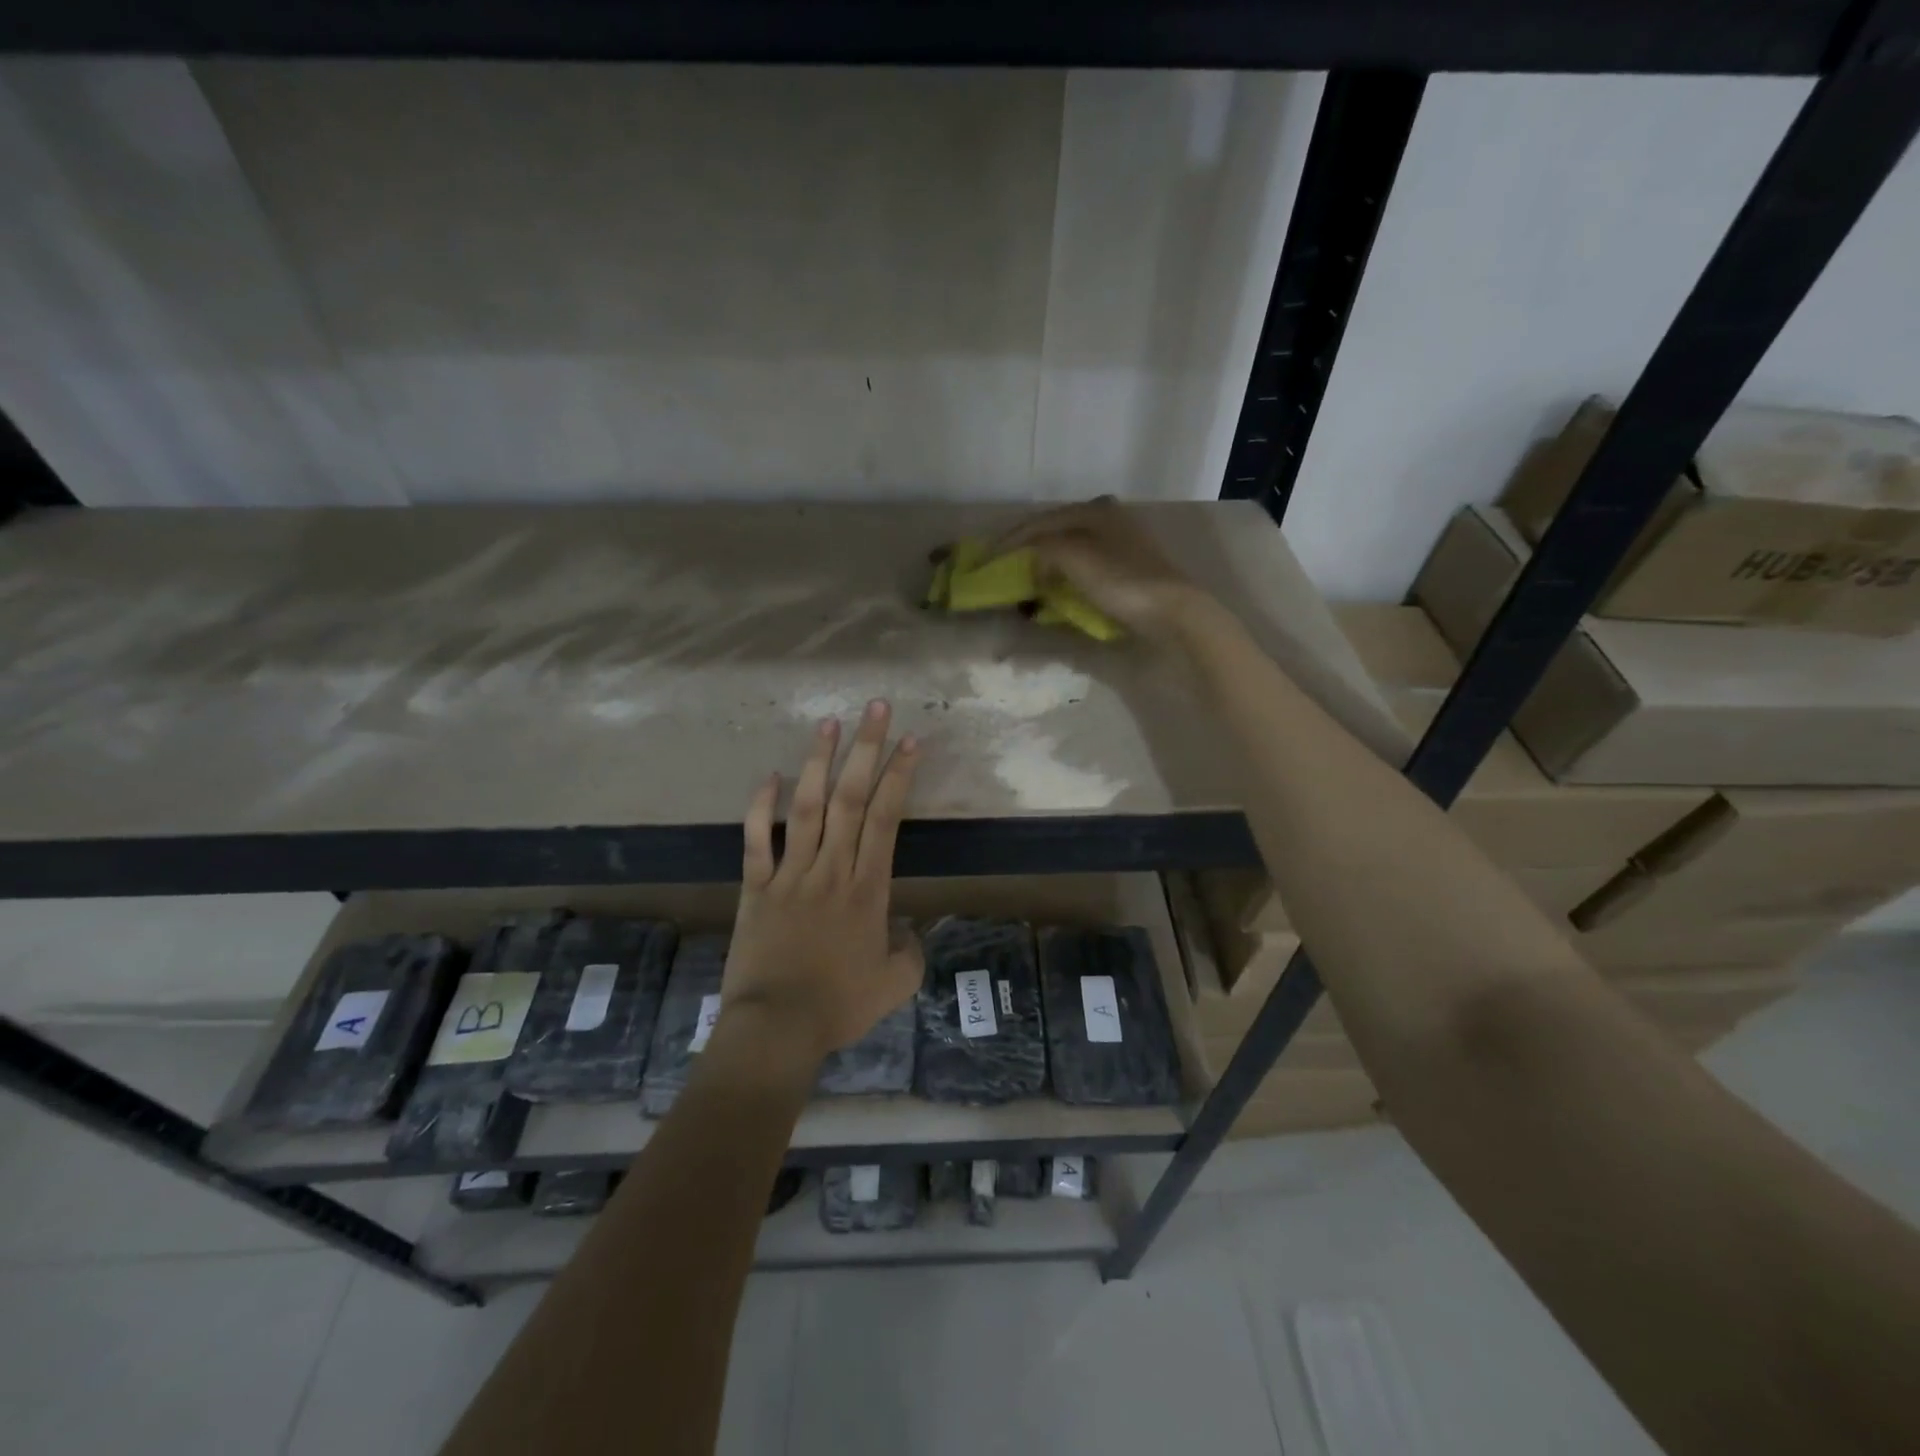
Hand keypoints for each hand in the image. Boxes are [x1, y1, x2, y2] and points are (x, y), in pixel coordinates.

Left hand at [721, 700, 922, 1062]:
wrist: (777, 1027)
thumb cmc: (839, 1006)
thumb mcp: (896, 984)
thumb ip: (910, 952)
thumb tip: (907, 931)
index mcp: (868, 888)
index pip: (886, 818)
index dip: (898, 775)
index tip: (909, 740)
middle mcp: (831, 869)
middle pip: (851, 798)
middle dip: (865, 749)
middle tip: (875, 708)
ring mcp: (790, 874)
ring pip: (808, 807)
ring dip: (819, 763)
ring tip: (829, 724)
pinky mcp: (756, 887)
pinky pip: (757, 839)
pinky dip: (761, 806)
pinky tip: (769, 776)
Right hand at [996, 496, 1209, 639]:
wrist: (1172, 611)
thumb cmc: (1121, 581)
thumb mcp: (1075, 558)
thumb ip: (1045, 549)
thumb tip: (1033, 557)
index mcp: (1094, 510)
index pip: (1041, 521)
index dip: (1011, 539)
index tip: (987, 557)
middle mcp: (1108, 518)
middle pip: (1057, 530)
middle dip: (1029, 547)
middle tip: (1005, 564)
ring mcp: (1121, 542)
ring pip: (1071, 547)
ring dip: (1047, 561)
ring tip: (1028, 576)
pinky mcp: (1129, 567)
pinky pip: (1085, 565)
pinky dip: (1066, 573)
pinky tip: (1058, 585)